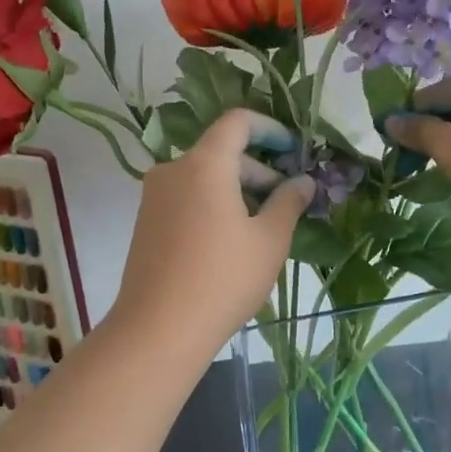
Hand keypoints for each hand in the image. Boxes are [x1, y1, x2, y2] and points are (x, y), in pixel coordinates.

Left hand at [108, 110, 314, 358]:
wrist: (158, 329)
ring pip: (205, 177)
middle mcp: (173, 170)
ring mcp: (155, 196)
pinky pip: (188, 197)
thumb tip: (303, 182)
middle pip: (222, 152)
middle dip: (259, 169)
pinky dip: (214, 204)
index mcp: (203, 164)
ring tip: (265, 226)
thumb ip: (289, 202)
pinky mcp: (147, 221)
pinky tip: (233, 241)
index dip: (270, 128)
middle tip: (288, 202)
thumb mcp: (269, 240)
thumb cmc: (223, 279)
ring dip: (238, 190)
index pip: (237, 122)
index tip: (294, 150)